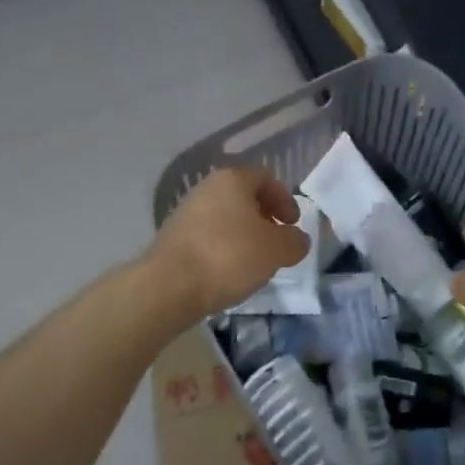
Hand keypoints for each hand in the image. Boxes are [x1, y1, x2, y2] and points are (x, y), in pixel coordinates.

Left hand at [144, 166, 309, 320]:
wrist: (168, 287)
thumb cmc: (229, 257)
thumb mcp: (277, 250)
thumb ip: (295, 241)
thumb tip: (297, 239)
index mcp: (232, 179)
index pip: (266, 177)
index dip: (285, 199)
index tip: (293, 224)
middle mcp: (206, 188)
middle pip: (244, 196)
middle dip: (265, 217)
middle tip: (276, 242)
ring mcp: (186, 212)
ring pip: (225, 217)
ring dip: (244, 235)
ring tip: (254, 262)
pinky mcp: (173, 238)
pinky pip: (208, 236)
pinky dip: (224, 248)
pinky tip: (229, 272)